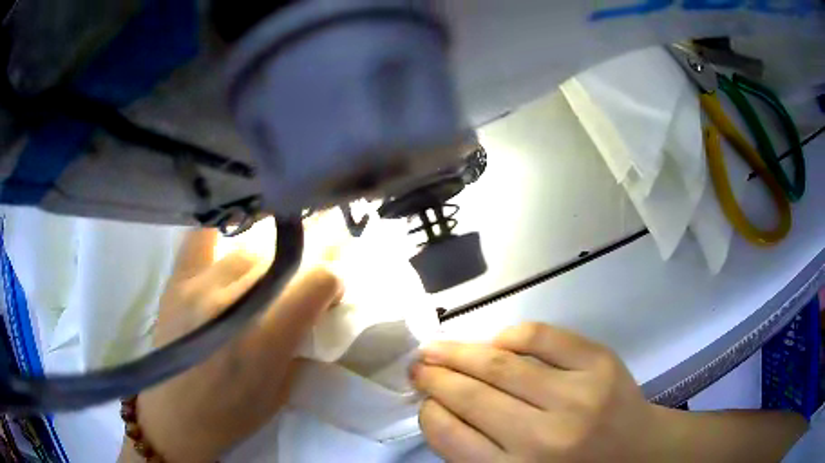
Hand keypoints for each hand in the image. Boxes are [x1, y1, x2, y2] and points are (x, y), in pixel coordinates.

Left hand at [124, 230, 342, 462]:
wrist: (175, 417)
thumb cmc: (233, 413)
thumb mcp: (281, 389)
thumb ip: (299, 341)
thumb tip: (314, 306)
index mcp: (264, 339)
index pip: (316, 280)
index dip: (332, 282)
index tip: (330, 294)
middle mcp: (231, 303)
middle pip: (282, 259)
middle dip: (301, 271)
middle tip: (297, 290)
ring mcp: (198, 286)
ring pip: (248, 249)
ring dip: (266, 263)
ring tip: (260, 283)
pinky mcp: (176, 280)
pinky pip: (202, 237)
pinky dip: (220, 236)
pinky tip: (228, 244)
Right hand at [410, 322, 661, 462]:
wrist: (637, 452)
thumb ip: (478, 453)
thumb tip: (440, 407)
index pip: (452, 437)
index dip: (430, 413)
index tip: (424, 400)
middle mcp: (545, 438)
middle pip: (472, 396)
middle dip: (435, 376)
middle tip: (418, 365)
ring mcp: (577, 395)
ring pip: (500, 364)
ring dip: (460, 351)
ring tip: (438, 348)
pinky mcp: (600, 363)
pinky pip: (542, 337)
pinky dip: (511, 335)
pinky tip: (497, 342)